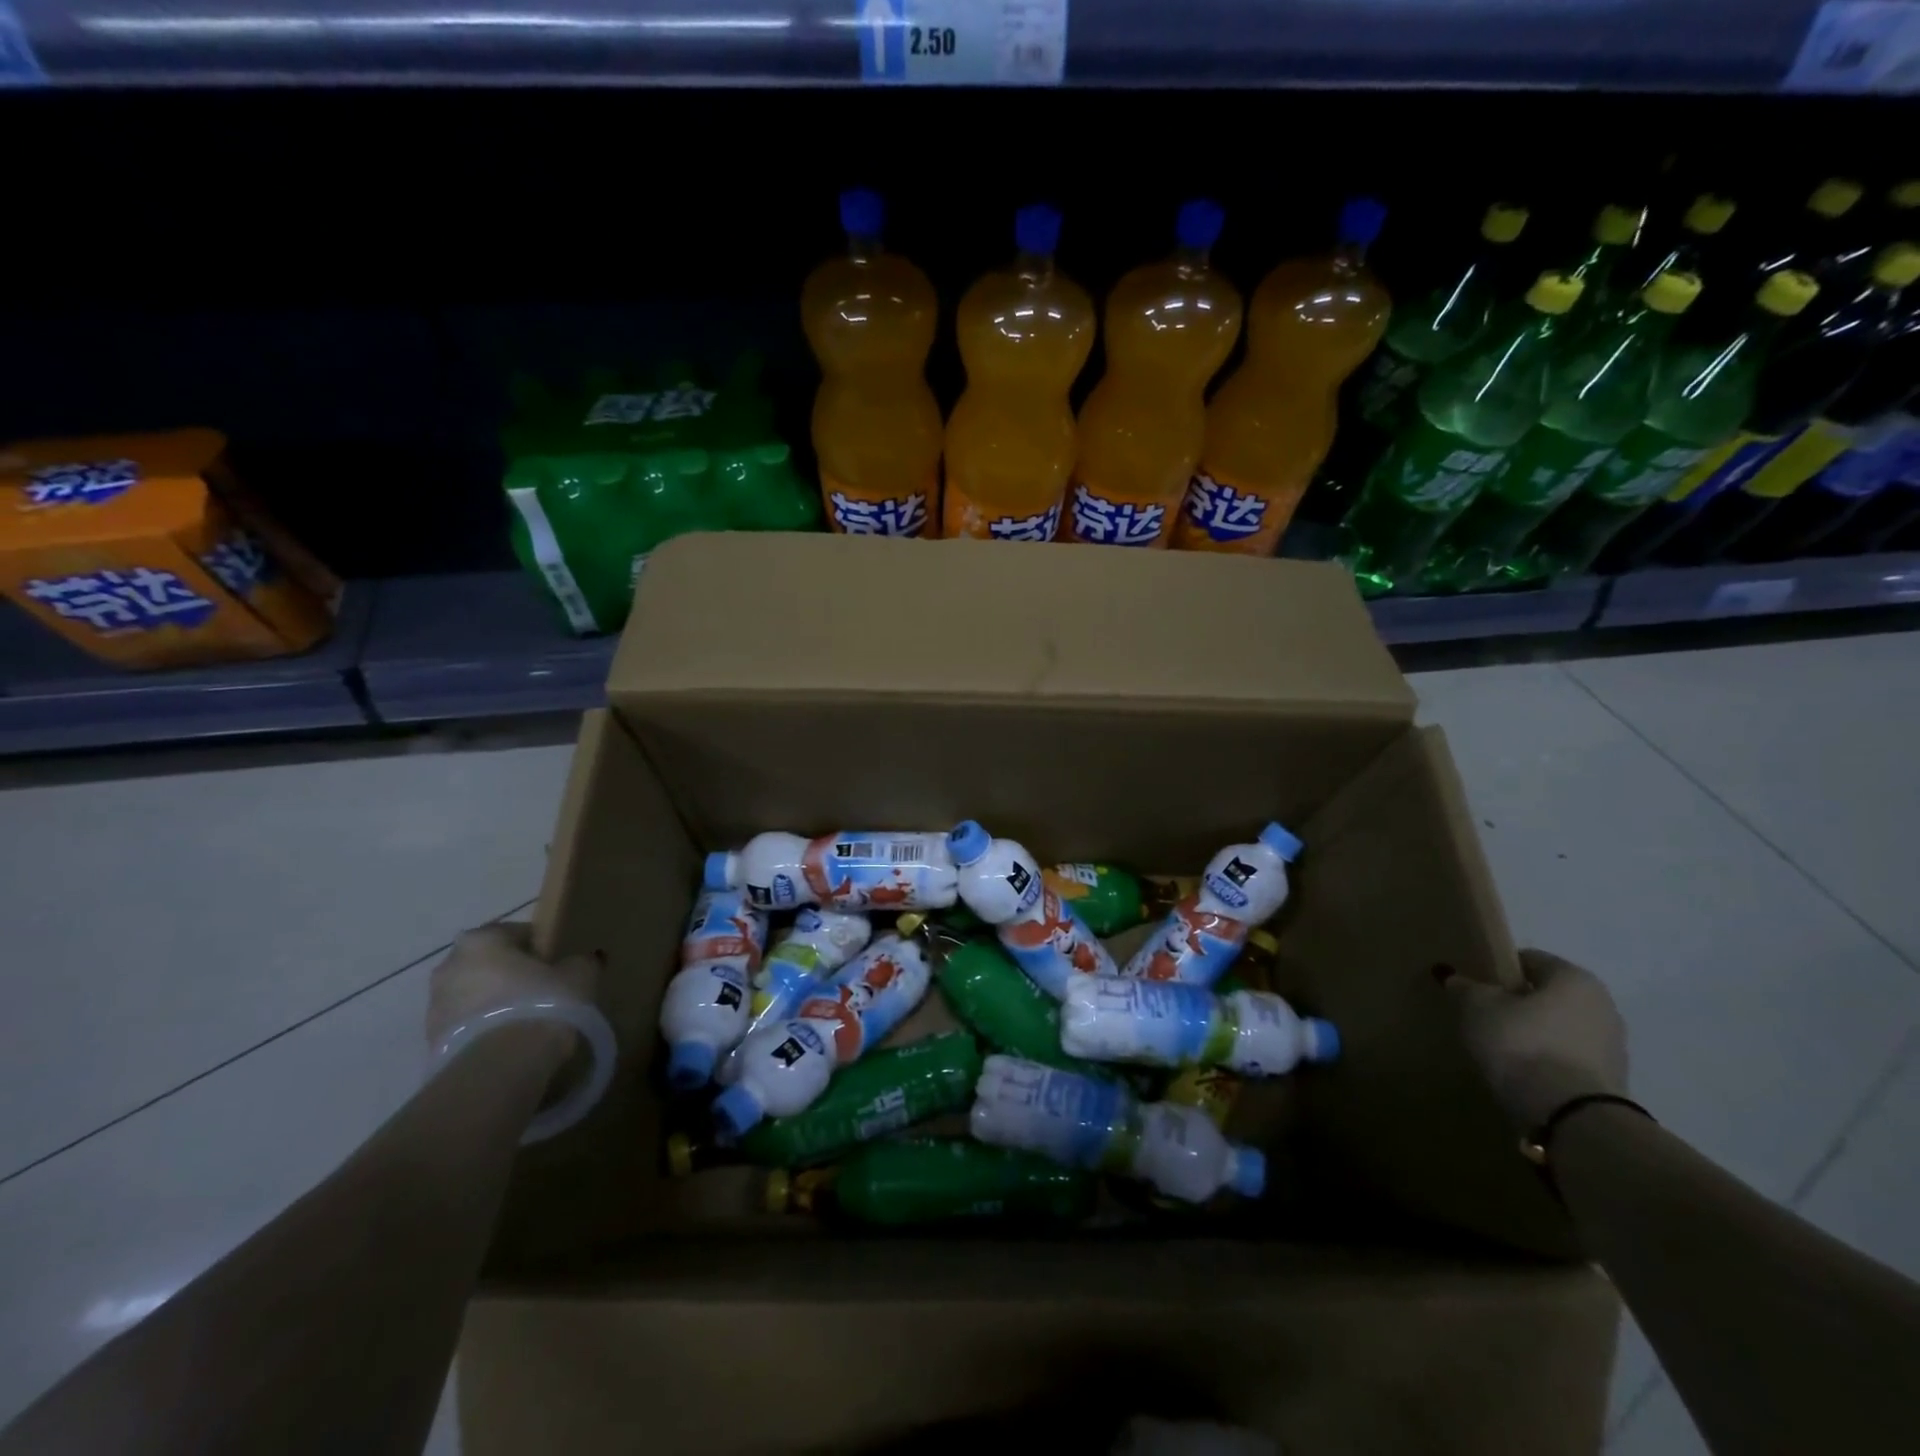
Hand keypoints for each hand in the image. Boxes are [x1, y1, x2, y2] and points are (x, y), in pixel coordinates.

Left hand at [426, 922, 599, 1057]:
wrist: (499, 1069)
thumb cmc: (539, 1004)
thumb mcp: (579, 976)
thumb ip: (580, 962)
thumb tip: (580, 962)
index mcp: (481, 940)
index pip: (516, 933)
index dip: (541, 949)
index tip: (558, 967)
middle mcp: (449, 966)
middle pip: (490, 964)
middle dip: (512, 975)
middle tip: (543, 993)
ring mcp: (434, 1006)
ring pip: (475, 996)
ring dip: (495, 1004)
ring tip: (527, 1023)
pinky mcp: (431, 1042)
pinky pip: (468, 1027)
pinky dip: (485, 1030)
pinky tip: (511, 1044)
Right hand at [1444, 949, 1628, 1130]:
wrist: (1570, 1115)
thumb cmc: (1522, 1042)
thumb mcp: (1477, 1006)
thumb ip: (1465, 987)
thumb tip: (1454, 977)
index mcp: (1575, 978)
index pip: (1529, 960)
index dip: (1497, 969)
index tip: (1474, 986)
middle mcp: (1603, 1006)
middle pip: (1547, 996)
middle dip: (1517, 1003)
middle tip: (1483, 1016)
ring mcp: (1612, 1047)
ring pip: (1558, 1028)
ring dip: (1533, 1034)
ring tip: (1499, 1048)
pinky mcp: (1609, 1082)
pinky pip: (1566, 1058)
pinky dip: (1545, 1060)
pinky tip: (1520, 1071)